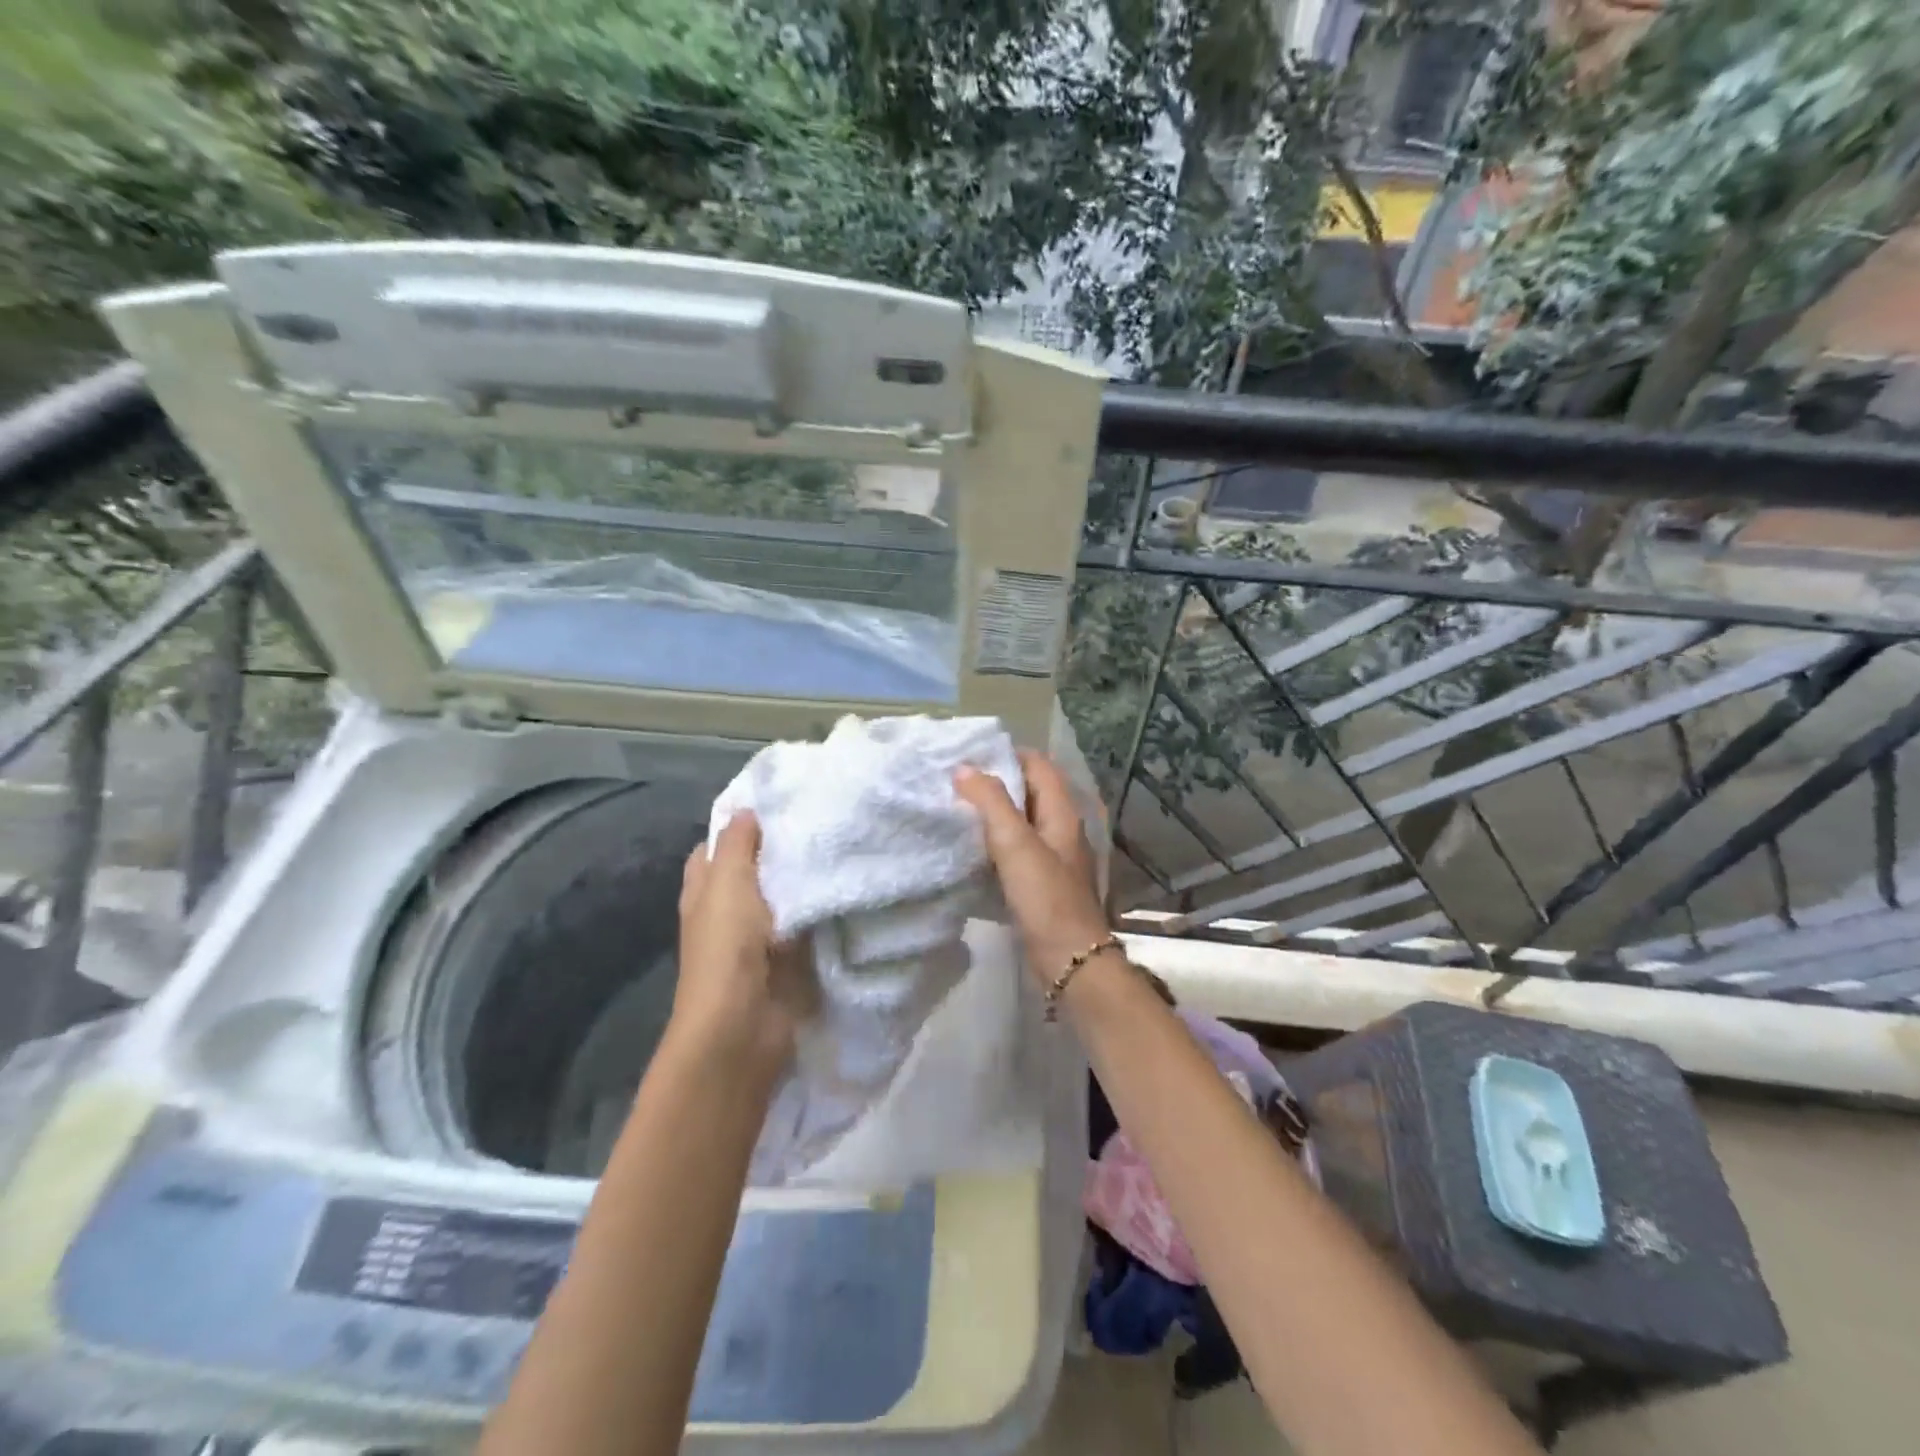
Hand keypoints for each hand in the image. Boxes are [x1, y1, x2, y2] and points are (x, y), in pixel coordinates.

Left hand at [672, 813, 814, 1076]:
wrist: (744, 1025)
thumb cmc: (727, 947)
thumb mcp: (727, 882)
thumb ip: (736, 845)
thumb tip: (744, 811)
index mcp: (704, 892)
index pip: (714, 849)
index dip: (737, 827)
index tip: (776, 803)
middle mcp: (727, 913)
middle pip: (753, 873)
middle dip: (779, 851)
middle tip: (820, 819)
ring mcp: (759, 939)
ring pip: (784, 898)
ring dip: (805, 880)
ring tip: (840, 845)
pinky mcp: (789, 960)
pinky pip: (807, 925)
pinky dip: (822, 911)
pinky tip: (847, 887)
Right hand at [954, 751, 1111, 988]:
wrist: (1070, 961)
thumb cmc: (1046, 898)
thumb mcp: (1016, 844)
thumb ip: (991, 803)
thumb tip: (965, 768)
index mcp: (1062, 813)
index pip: (1039, 765)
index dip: (1008, 754)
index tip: (971, 754)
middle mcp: (1061, 830)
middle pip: (1029, 792)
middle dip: (996, 783)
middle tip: (955, 780)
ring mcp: (1053, 858)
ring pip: (1021, 823)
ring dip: (993, 814)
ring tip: (956, 809)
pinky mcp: (1041, 884)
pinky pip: (1016, 851)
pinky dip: (995, 843)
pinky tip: (970, 849)